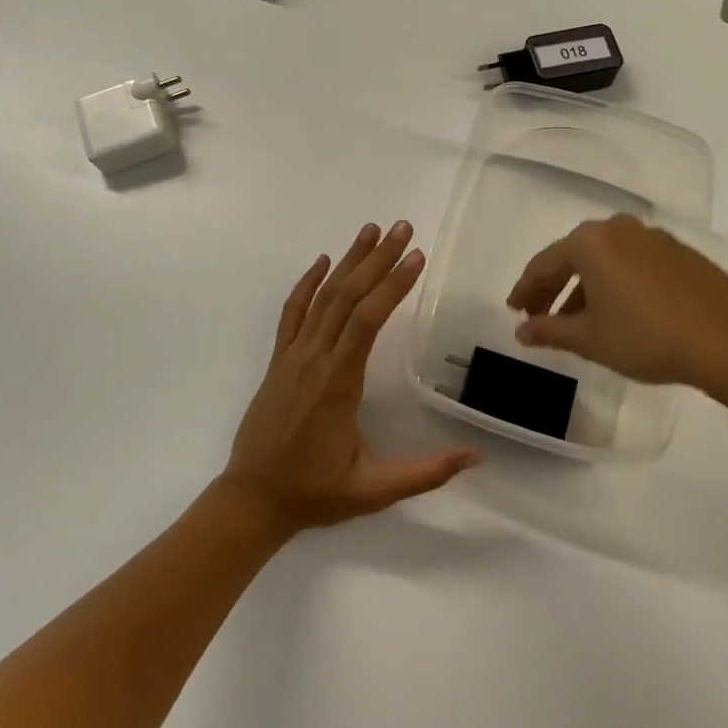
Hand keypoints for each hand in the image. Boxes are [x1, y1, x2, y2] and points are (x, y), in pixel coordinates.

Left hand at [221, 222, 478, 534]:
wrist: (252, 500)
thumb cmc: (315, 492)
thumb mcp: (373, 490)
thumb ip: (425, 473)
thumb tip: (475, 457)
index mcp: (339, 383)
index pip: (368, 320)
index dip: (392, 285)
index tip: (416, 257)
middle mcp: (315, 359)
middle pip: (347, 297)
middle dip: (377, 259)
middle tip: (403, 227)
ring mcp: (293, 356)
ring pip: (322, 298)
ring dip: (348, 261)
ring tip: (371, 229)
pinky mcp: (279, 360)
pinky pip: (292, 313)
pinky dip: (306, 284)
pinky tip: (322, 262)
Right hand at [507, 215, 727, 408]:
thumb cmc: (647, 337)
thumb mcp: (590, 339)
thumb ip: (550, 331)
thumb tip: (522, 331)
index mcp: (590, 242)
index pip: (544, 263)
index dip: (525, 289)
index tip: (515, 311)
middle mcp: (618, 229)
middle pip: (574, 257)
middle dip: (554, 287)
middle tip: (539, 315)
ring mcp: (653, 238)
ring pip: (605, 260)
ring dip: (586, 288)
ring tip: (578, 322)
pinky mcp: (680, 253)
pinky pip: (632, 264)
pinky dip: (616, 284)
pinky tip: (619, 313)